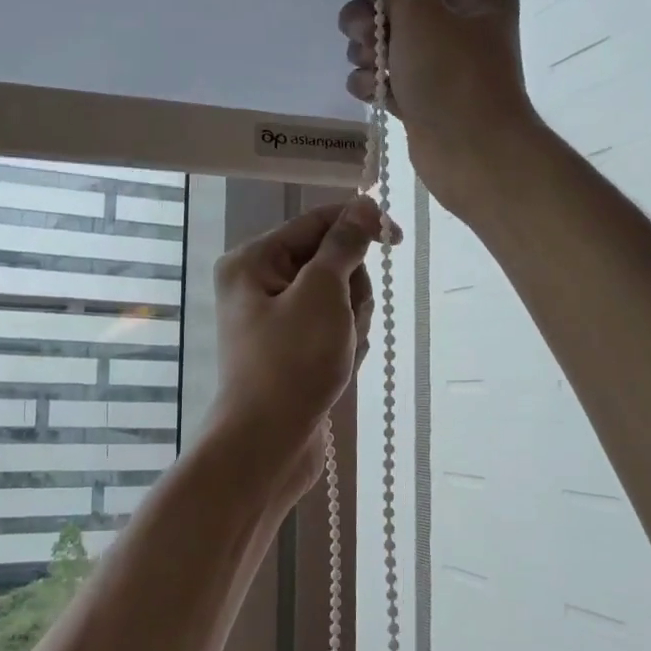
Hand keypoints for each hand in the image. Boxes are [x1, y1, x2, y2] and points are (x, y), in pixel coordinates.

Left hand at [210, 199, 382, 490]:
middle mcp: (258, 285)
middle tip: (343, 322)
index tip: (398, 238)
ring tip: (339, 352)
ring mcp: (275, 321)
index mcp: (252, 261)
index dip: (359, 224)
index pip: (316, 222)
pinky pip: (332, 331)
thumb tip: (362, 206)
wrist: (268, 445)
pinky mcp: (291, 351)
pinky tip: (339, 370)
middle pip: (330, 262)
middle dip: (351, 290)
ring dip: (351, 322)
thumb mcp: (321, 294)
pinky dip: (345, 346)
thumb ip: (344, 246)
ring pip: (337, 299)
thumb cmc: (291, 363)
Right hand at [319, 0, 539, 212]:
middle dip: (368, 20)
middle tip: (366, 36)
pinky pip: (385, 79)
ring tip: (376, 71)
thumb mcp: (419, 13)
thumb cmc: (452, 75)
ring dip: (367, 54)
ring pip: (382, 45)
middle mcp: (458, 24)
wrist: (474, 153)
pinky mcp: (422, 99)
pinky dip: (373, 83)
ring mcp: (439, 65)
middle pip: (390, 7)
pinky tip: (373, 93)